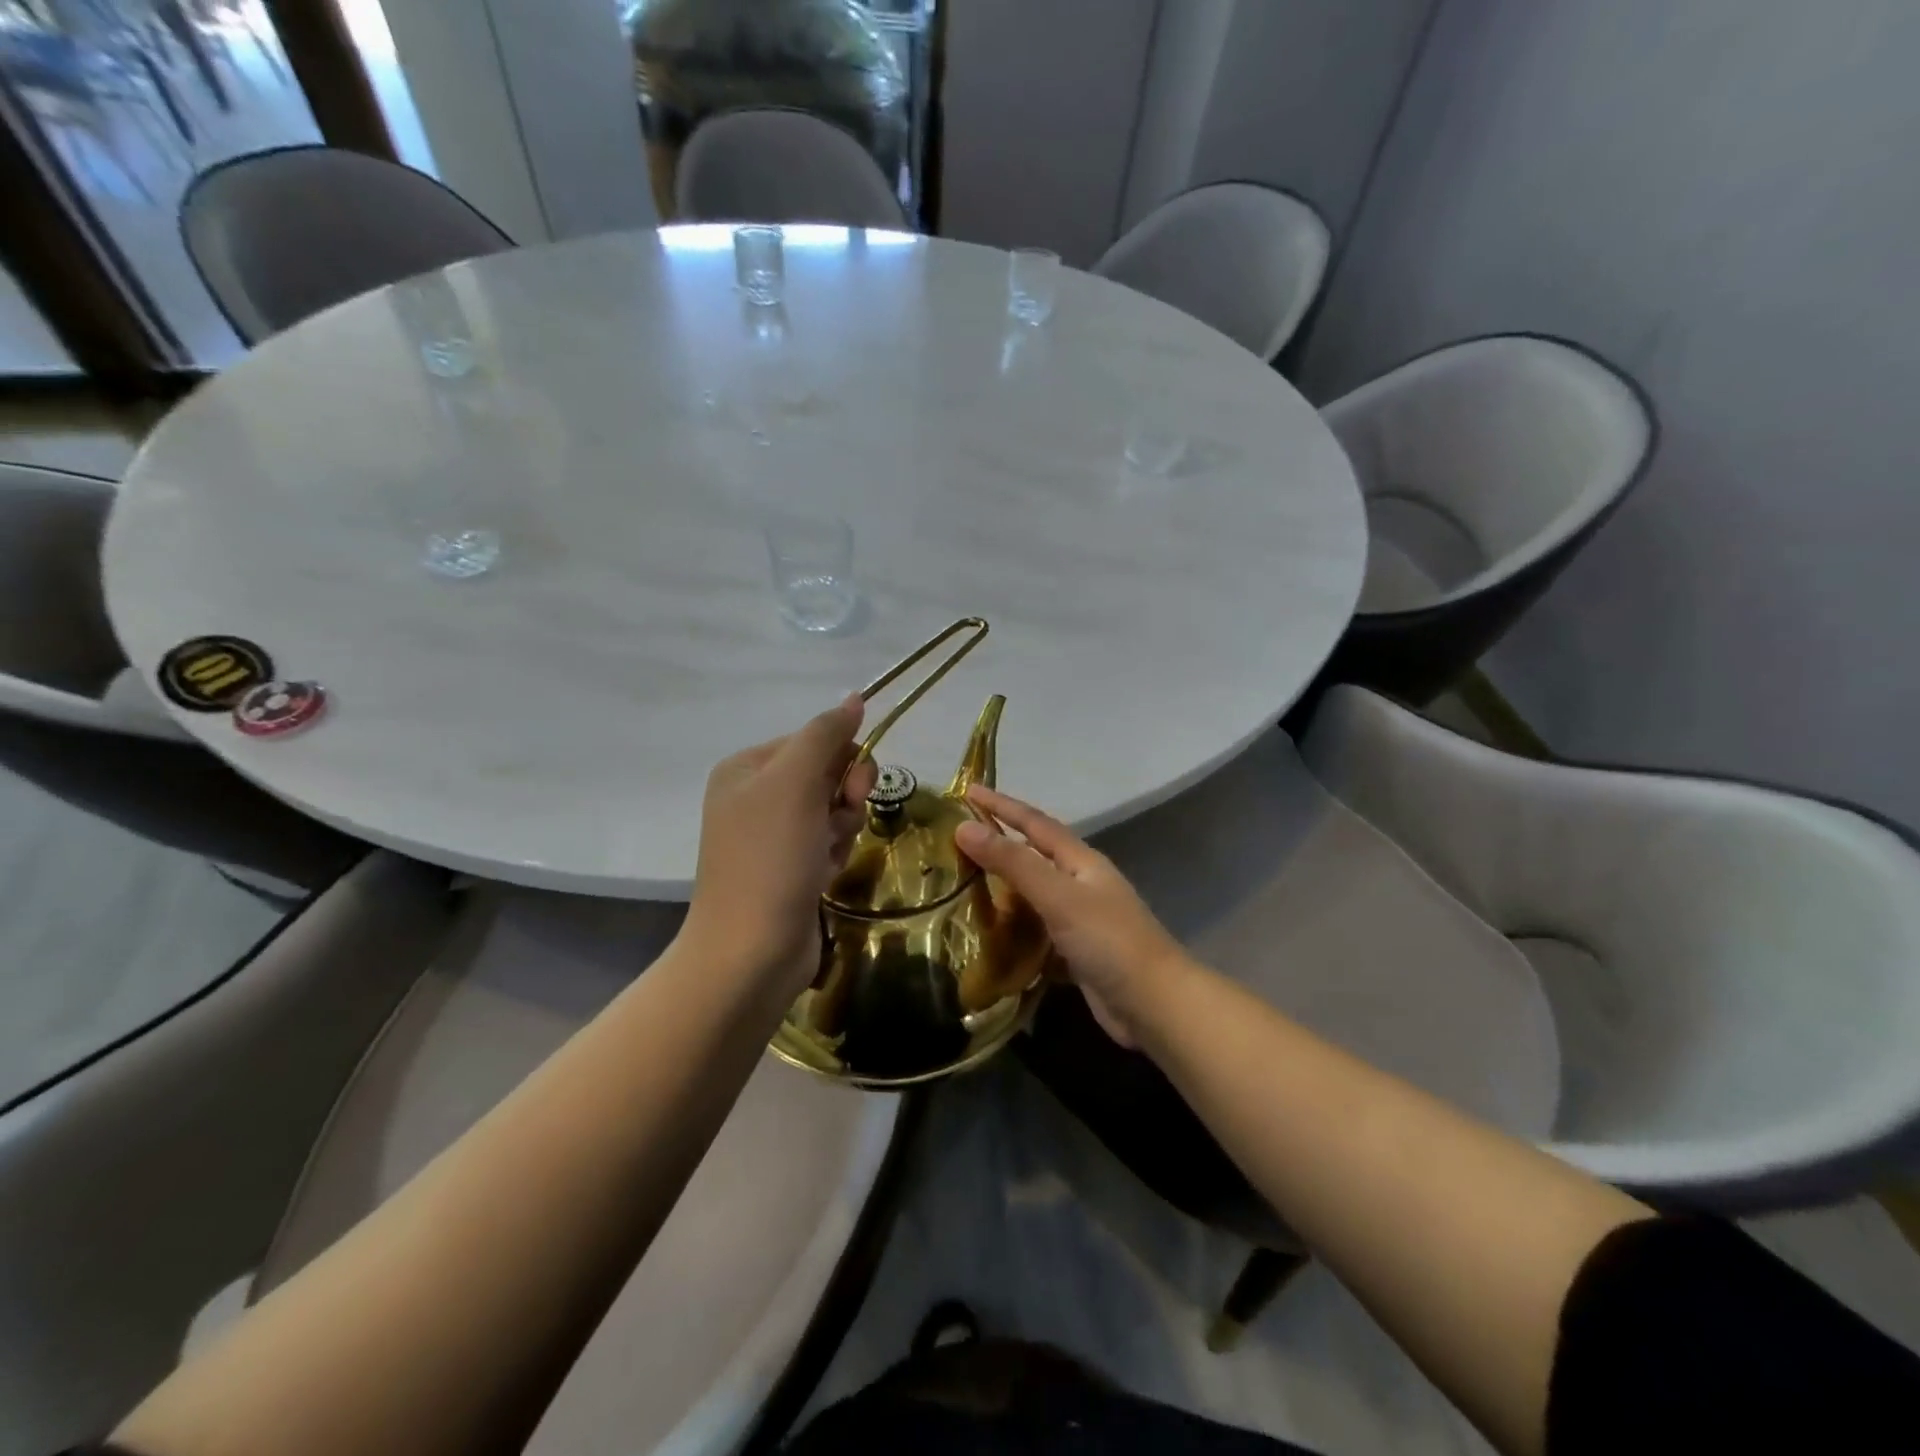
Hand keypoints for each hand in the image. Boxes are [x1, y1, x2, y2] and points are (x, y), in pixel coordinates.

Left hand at [686, 695, 877, 993]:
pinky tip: (823, 876)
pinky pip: (828, 841)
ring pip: (834, 809)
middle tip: (838, 822)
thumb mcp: (795, 783)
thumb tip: (855, 697)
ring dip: (842, 828)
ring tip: (826, 856)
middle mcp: (756, 796)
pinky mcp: (790, 867)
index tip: (852, 788)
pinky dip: (834, 854)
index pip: (813, 740)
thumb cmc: (770, 858)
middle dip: (844, 797)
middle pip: (827, 774)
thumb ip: (826, 734)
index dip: (842, 760)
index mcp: (747, 768)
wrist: (751, 952)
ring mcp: (772, 835)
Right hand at [955, 786, 1186, 1047]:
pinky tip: (988, 937)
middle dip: (999, 846)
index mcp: (1080, 861)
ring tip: (961, 888)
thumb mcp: (1058, 895)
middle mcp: (1080, 884)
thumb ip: (1013, 863)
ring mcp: (1079, 920)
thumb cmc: (1109, 940)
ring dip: (1002, 891)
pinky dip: (1012, 931)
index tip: (968, 790)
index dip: (1001, 806)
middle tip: (956, 841)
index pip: (1034, 823)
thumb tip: (964, 827)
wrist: (1155, 1005)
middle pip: (1033, 857)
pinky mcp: (1075, 953)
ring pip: (1032, 896)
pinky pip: (1035, 933)